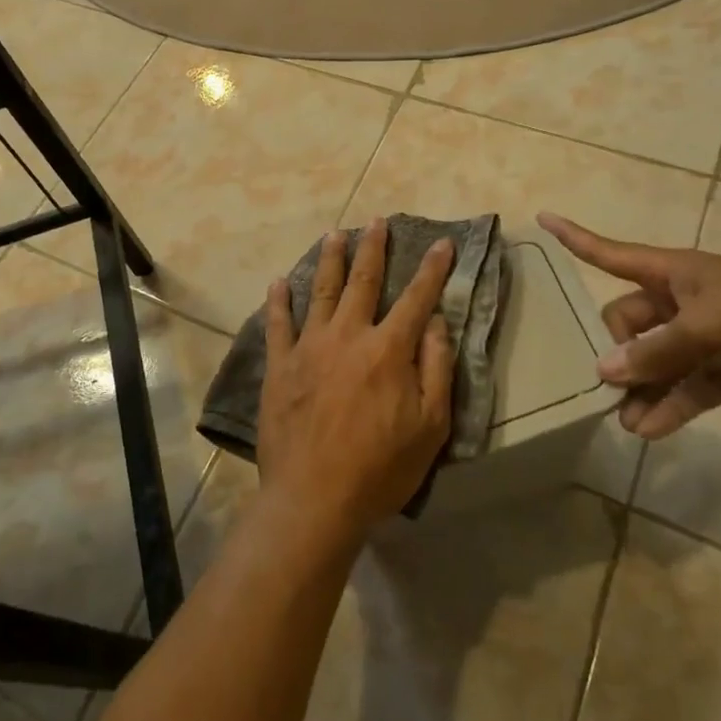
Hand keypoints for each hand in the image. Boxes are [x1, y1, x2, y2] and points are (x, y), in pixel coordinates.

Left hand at [257, 217, 455, 537]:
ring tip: (335, 234)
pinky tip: (278, 282)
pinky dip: (278, 301)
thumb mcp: (430, 427)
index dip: (432, 269)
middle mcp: (348, 335)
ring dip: (330, 260)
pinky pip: (278, 324)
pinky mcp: (279, 366)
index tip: (442, 242)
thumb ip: (436, 369)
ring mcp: (309, 347)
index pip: (416, 298)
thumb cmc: (380, 468)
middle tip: (377, 221)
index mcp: (388, 350)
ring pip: (321, 291)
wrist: (314, 499)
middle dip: (374, 248)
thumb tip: (437, 321)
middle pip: (363, 281)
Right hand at [539, 212, 720, 436]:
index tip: (542, 218)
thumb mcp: (706, 328)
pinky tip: (650, 430)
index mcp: (670, 273)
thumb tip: (604, 370)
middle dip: (615, 352)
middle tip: (608, 386)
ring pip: (653, 361)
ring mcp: (700, 337)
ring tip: (626, 422)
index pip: (609, 253)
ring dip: (639, 388)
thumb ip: (654, 352)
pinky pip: (683, 387)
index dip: (574, 237)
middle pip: (626, 322)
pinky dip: (668, 406)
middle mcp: (678, 302)